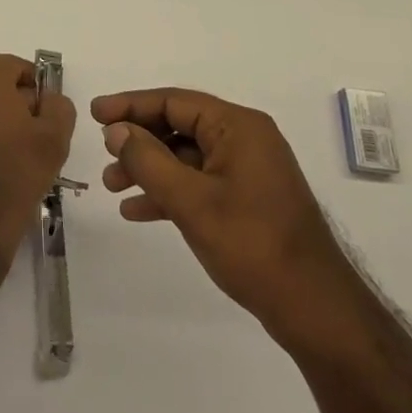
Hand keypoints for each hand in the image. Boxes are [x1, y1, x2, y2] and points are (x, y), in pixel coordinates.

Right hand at [94, 88, 348, 341]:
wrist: (316, 311)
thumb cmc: (253, 246)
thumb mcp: (192, 202)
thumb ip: (149, 161)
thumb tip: (117, 131)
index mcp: (238, 126)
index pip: (174, 101)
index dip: (131, 105)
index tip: (95, 113)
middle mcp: (245, 138)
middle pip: (179, 126)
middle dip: (139, 142)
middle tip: (104, 156)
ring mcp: (248, 169)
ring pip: (186, 156)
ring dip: (150, 169)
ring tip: (113, 187)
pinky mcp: (249, 198)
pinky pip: (200, 181)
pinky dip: (170, 192)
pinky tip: (139, 211)